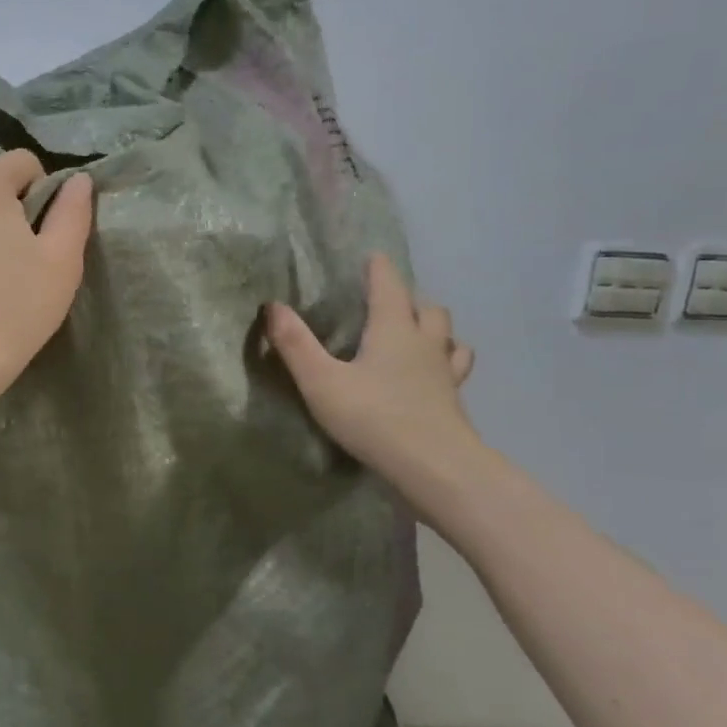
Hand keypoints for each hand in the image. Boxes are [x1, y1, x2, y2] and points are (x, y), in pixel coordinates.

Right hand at [266, 255, 480, 498]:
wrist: (435, 468)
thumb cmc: (375, 417)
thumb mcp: (322, 381)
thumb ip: (295, 344)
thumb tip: (271, 306)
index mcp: (393, 328)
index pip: (389, 284)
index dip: (378, 268)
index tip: (371, 257)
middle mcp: (424, 342)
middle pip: (426, 307)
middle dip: (408, 299)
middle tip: (387, 304)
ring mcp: (445, 372)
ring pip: (448, 337)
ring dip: (433, 329)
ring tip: (415, 336)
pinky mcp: (454, 401)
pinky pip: (454, 370)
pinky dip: (446, 363)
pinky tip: (433, 378)